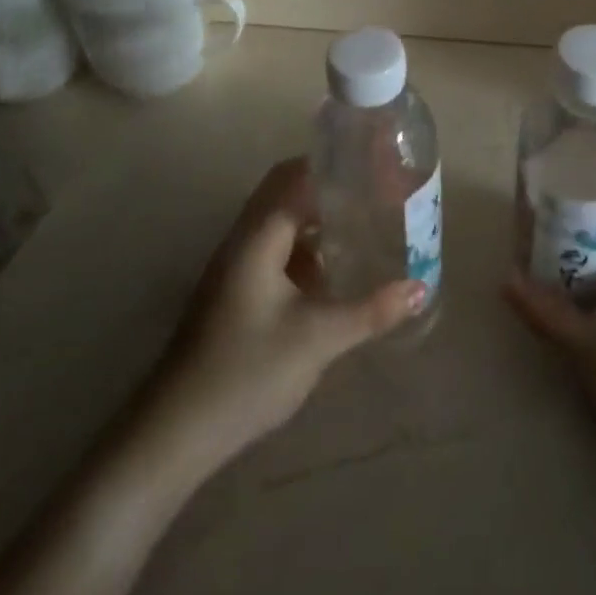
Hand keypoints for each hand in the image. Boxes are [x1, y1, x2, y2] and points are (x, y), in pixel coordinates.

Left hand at [139, 158, 424, 472]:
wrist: (175, 432)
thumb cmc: (247, 371)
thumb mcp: (319, 339)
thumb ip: (372, 310)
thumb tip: (420, 288)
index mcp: (258, 237)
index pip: (295, 176)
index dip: (333, 164)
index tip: (373, 162)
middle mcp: (242, 241)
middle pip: (285, 192)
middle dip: (327, 186)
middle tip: (373, 188)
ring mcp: (234, 268)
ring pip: (279, 223)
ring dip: (315, 217)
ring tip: (361, 220)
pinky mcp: (234, 293)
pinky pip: (274, 250)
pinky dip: (304, 247)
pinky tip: (332, 269)